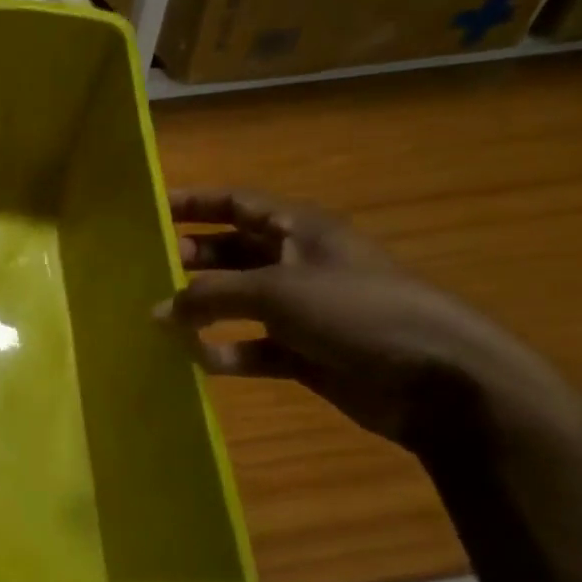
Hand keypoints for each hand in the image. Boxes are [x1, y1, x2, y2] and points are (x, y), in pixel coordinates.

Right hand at [162, 190, 555, 448]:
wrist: (438, 379)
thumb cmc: (357, 311)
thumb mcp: (276, 292)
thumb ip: (210, 296)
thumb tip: (156, 312)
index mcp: (298, 230)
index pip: (236, 203)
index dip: (193, 202)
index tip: (148, 210)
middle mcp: (296, 263)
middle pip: (231, 251)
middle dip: (190, 257)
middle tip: (144, 269)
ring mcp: (302, 309)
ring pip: (237, 301)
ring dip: (201, 309)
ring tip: (157, 318)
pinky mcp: (304, 351)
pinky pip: (251, 346)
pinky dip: (225, 351)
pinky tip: (196, 360)